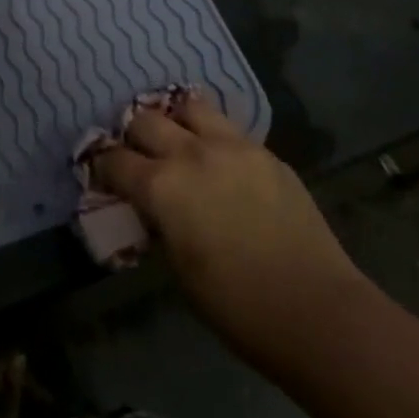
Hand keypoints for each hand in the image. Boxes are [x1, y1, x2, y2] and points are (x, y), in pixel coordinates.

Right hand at [91, 90, 371, 375]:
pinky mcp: (265, 152)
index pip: (114, 160)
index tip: (101, 174)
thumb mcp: (178, 268)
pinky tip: (218, 160)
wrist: (317, 311)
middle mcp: (190, 153)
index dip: (102, 166)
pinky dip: (212, 136)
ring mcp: (231, 146)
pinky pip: (227, 128)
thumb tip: (151, 207)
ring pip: (188, 106)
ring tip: (178, 141)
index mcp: (161, 187)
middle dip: (133, 136)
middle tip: (138, 156)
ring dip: (175, 121)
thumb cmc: (237, 306)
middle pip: (144, 121)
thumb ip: (159, 223)